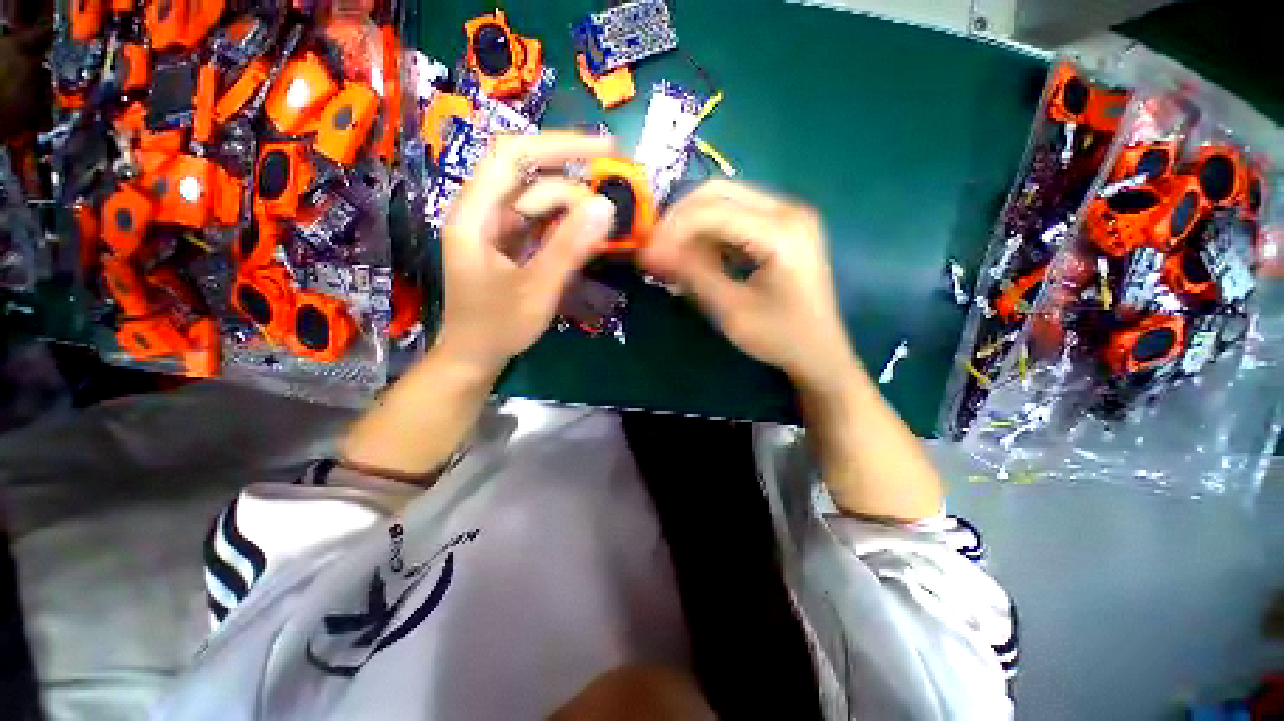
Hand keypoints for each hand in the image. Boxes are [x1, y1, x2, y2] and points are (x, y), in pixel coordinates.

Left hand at [437, 132, 617, 376]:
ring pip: (538, 201)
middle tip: (607, 217)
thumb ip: (569, 248)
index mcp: (474, 216)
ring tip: (598, 234)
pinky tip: (583, 239)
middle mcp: (481, 212)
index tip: (606, 149)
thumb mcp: (537, 290)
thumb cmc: (497, 327)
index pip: (513, 156)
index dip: (559, 146)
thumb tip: (605, 205)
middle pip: (530, 179)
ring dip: (571, 211)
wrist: (475, 355)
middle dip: (572, 191)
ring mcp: (495, 227)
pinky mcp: (508, 242)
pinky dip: (564, 226)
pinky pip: (540, 222)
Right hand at [639, 181, 857, 390]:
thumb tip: (653, 252)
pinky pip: (736, 216)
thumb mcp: (732, 310)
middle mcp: (788, 209)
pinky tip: (696, 257)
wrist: (820, 353)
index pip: (711, 211)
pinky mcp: (783, 226)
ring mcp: (788, 214)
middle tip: (655, 251)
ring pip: (724, 201)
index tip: (645, 255)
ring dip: (692, 226)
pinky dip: (710, 233)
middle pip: (717, 193)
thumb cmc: (780, 338)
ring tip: (671, 256)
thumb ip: (694, 275)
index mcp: (782, 231)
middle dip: (678, 221)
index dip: (672, 230)